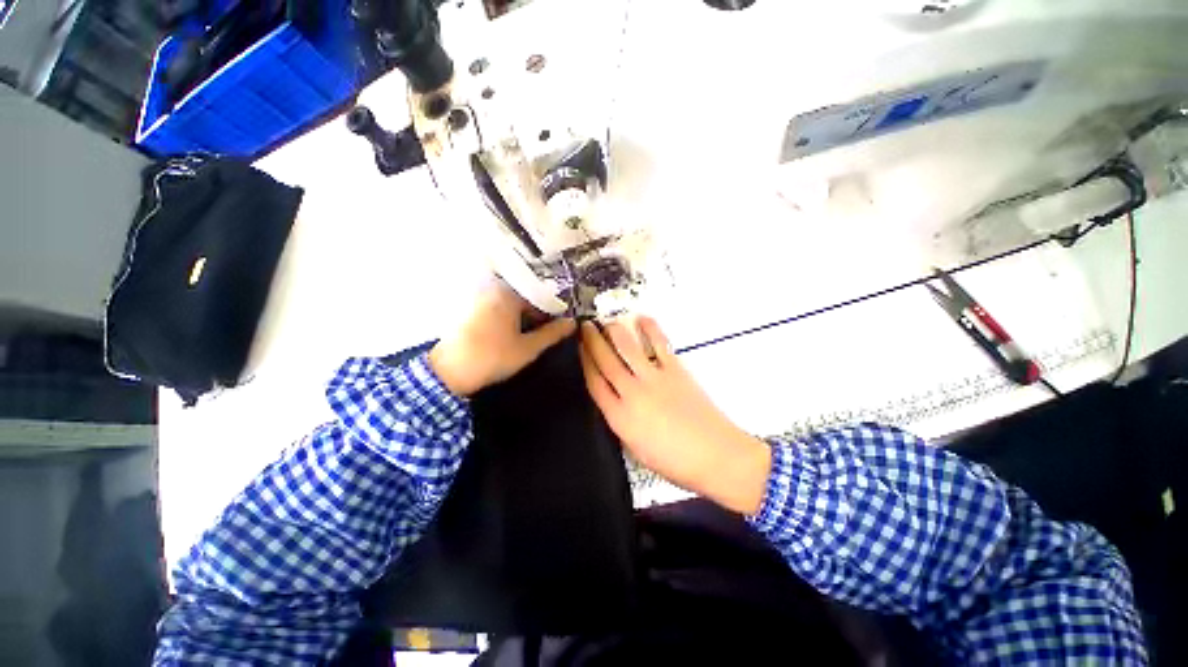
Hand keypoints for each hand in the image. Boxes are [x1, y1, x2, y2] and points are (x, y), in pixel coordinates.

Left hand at [429, 281, 575, 395]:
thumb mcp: (528, 348)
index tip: (558, 329)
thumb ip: (552, 333)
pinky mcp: (470, 309)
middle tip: (543, 335)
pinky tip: (509, 336)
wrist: (448, 372)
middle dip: (537, 316)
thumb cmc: (492, 358)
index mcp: (509, 294)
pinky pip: (498, 309)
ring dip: (522, 319)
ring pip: (512, 305)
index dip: (553, 314)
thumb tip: (572, 322)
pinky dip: (508, 320)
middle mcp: (493, 290)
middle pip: (526, 299)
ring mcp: (480, 299)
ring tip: (527, 338)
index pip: (541, 298)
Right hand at [578, 318, 771, 514]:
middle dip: (592, 340)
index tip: (578, 347)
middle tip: (586, 325)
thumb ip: (620, 421)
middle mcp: (632, 393)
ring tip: (605, 320)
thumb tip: (613, 400)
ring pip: (627, 348)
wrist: (716, 455)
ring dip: (614, 331)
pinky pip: (659, 343)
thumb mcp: (635, 449)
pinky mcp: (676, 369)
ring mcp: (655, 378)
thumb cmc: (675, 461)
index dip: (584, 361)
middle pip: (606, 360)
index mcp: (620, 417)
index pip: (594, 382)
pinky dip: (649, 328)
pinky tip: (641, 318)